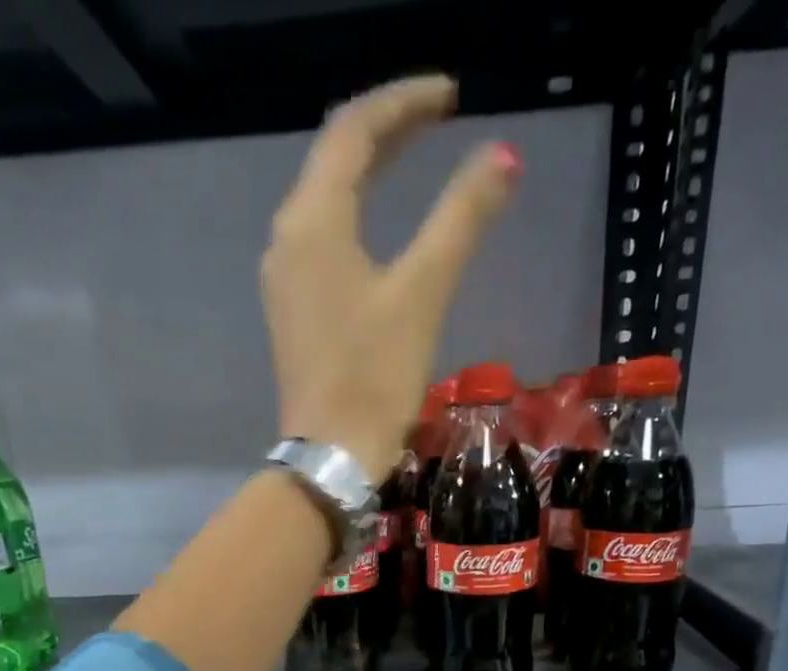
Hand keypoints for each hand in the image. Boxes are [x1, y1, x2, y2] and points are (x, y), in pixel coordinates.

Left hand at [263, 75, 520, 479]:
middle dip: (386, 133)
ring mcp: (284, 280)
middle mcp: (287, 239)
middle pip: (334, 161)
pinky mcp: (292, 313)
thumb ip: (461, 220)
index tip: (452, 96)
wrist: (331, 457)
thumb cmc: (374, 378)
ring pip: (324, 202)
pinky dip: (353, 217)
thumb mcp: (423, 294)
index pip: (354, 130)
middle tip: (438, 120)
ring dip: (367, 174)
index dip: (403, 103)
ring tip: (412, 159)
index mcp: (313, 222)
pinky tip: (378, 228)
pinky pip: (320, 241)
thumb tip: (503, 157)